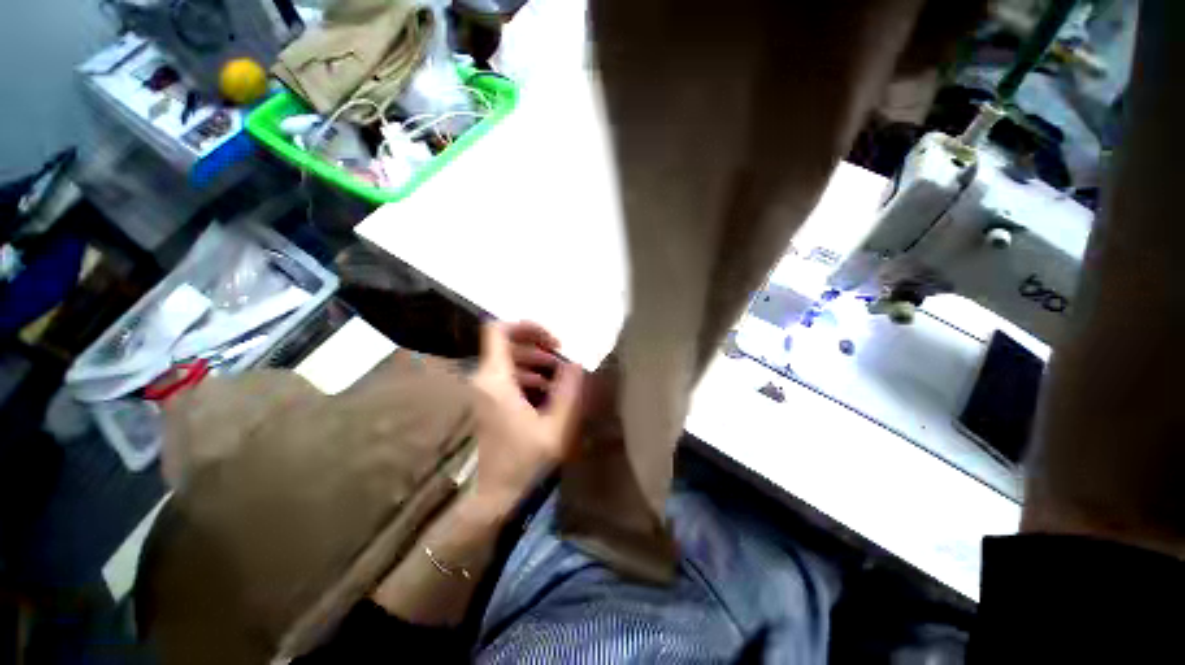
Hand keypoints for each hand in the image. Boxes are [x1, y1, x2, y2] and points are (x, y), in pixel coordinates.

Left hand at [469, 321, 582, 510]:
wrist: (493, 496)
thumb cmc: (523, 462)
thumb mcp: (555, 426)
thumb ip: (569, 391)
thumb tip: (576, 364)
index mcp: (495, 380)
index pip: (498, 331)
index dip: (526, 327)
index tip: (552, 339)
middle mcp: (483, 379)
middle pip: (507, 344)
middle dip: (538, 347)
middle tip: (562, 358)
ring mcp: (483, 391)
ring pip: (508, 360)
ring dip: (535, 362)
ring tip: (559, 375)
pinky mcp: (487, 402)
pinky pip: (506, 376)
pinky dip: (527, 376)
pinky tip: (546, 391)